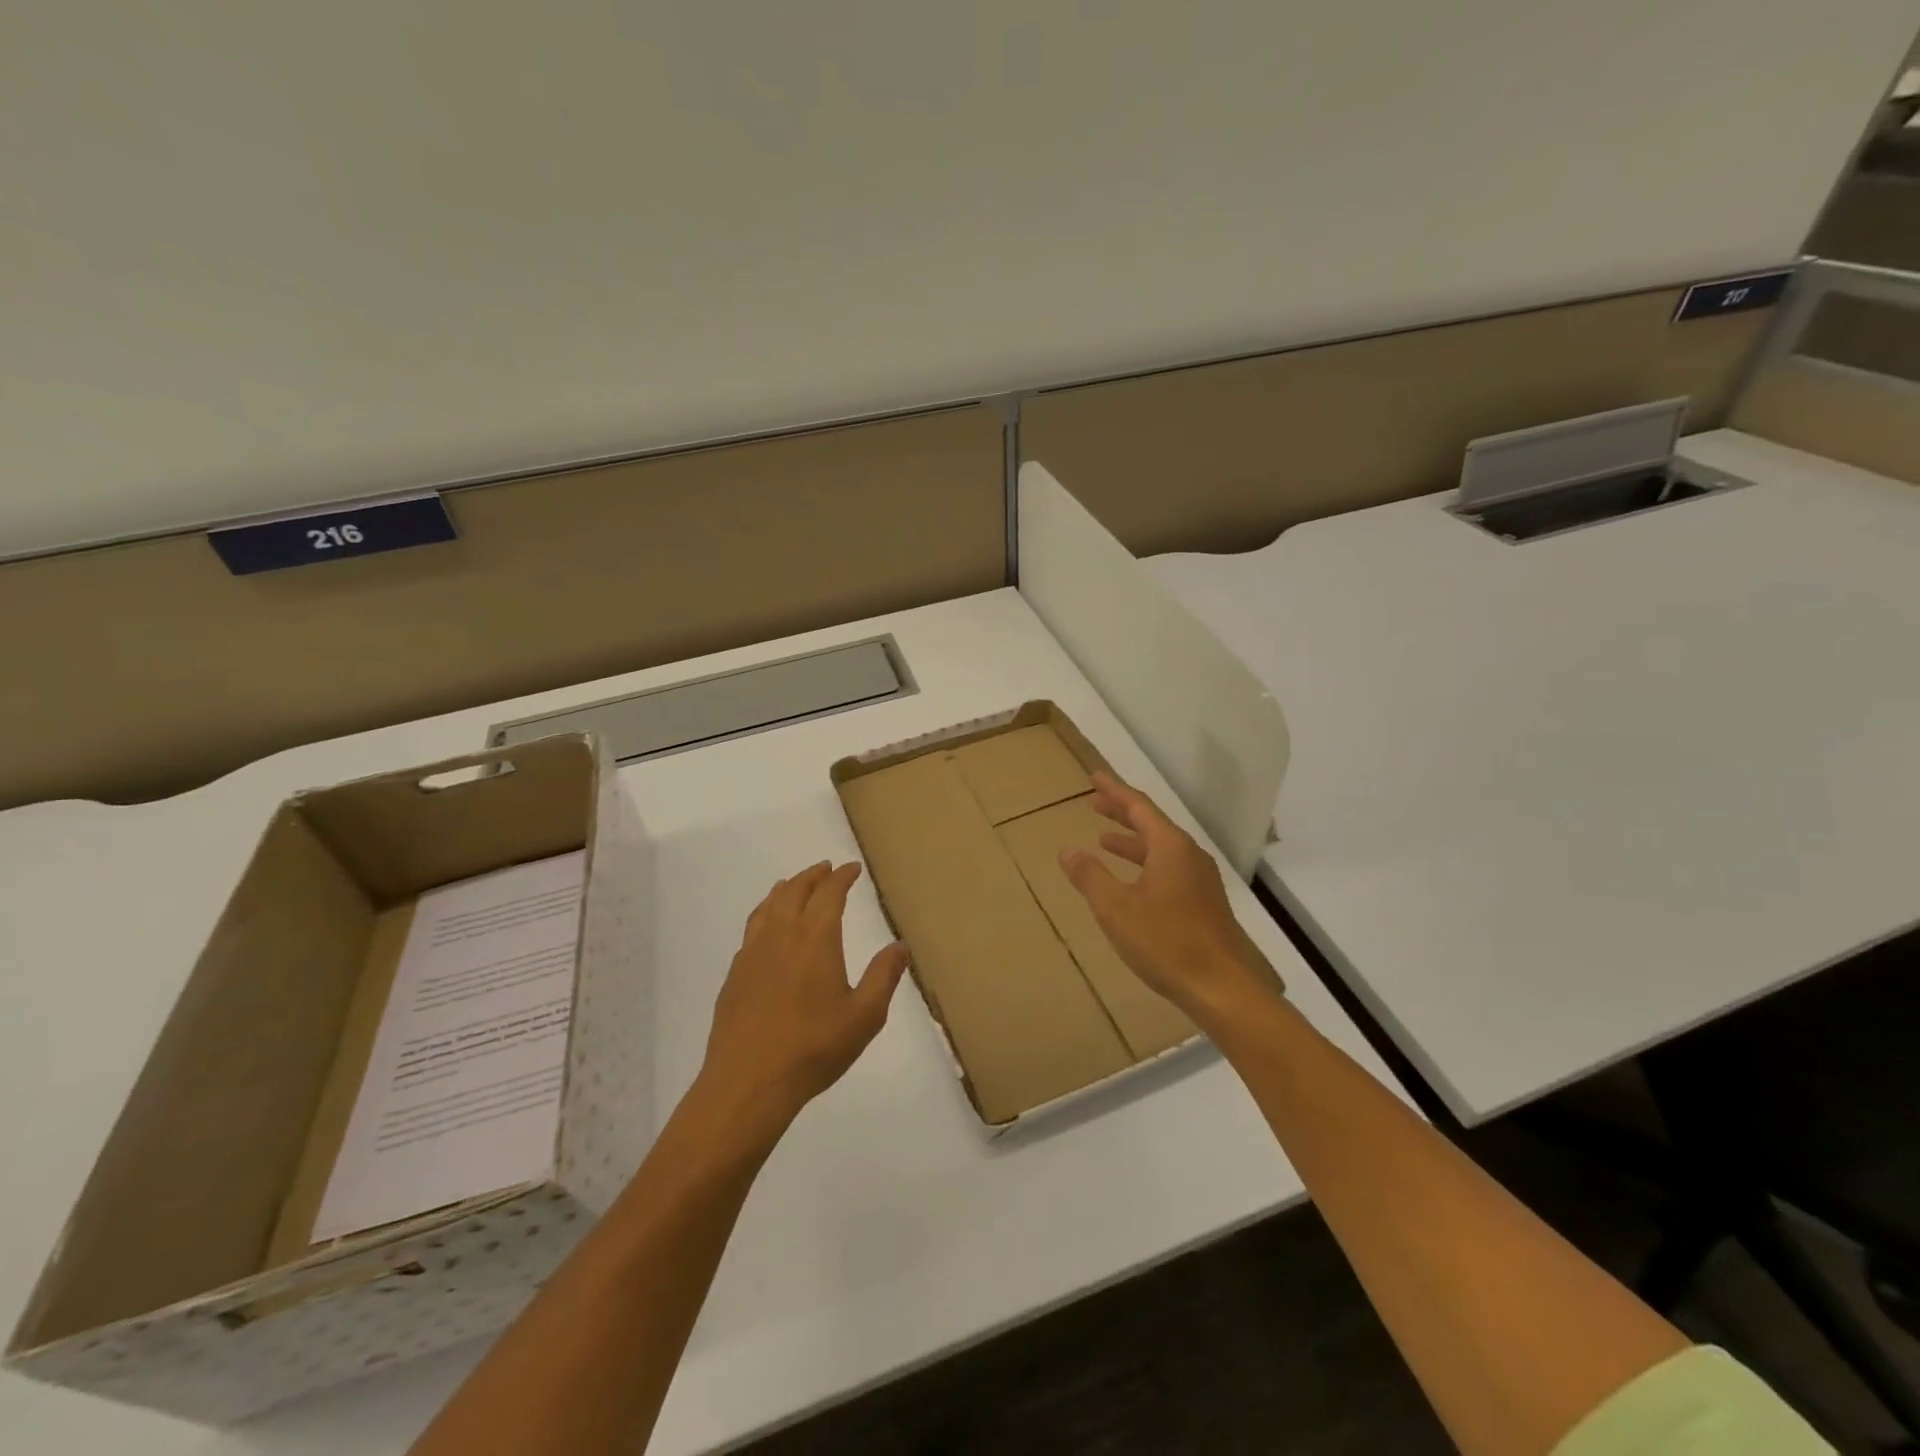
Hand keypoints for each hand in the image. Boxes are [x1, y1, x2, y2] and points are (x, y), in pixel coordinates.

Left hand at [697, 861, 909, 1137]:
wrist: (748, 1082)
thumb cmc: (813, 1048)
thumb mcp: (864, 1016)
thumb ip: (883, 977)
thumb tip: (900, 946)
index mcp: (816, 938)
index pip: (830, 893)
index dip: (842, 877)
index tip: (852, 868)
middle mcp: (782, 935)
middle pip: (795, 890)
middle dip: (813, 876)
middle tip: (826, 869)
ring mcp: (753, 953)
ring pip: (768, 906)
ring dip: (785, 889)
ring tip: (792, 885)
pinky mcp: (735, 975)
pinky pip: (752, 928)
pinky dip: (764, 914)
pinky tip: (767, 929)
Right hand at [1060, 772, 1281, 1025]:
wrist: (1222, 988)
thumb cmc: (1166, 942)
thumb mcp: (1116, 908)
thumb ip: (1090, 876)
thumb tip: (1067, 851)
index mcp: (1170, 847)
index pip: (1138, 806)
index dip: (1114, 790)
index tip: (1094, 778)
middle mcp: (1188, 855)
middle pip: (1151, 823)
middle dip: (1121, 812)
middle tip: (1094, 802)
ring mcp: (1200, 879)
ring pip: (1160, 848)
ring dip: (1131, 840)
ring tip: (1104, 840)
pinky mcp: (1204, 902)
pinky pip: (1168, 867)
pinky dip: (1144, 863)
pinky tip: (1133, 881)